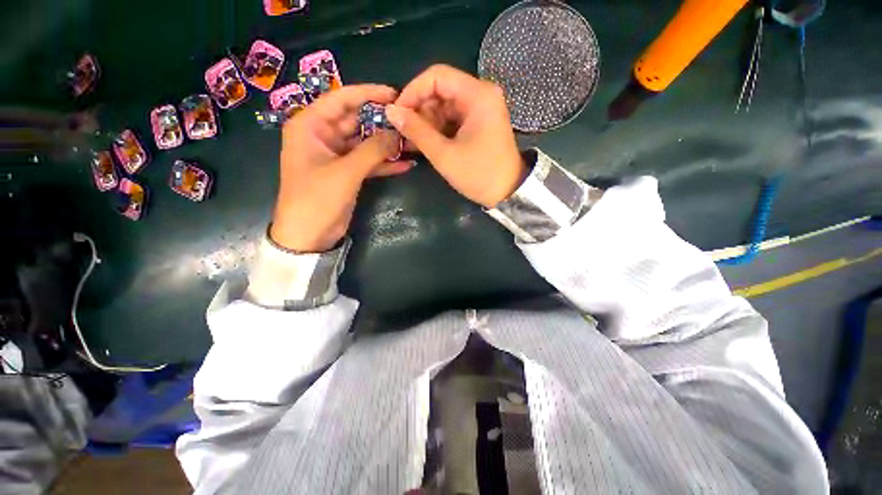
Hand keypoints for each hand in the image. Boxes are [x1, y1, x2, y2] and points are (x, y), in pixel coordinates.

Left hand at [270, 85, 411, 252]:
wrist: (309, 235)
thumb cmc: (317, 199)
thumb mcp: (345, 172)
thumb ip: (372, 151)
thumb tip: (398, 134)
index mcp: (310, 126)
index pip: (341, 99)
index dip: (368, 94)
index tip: (394, 94)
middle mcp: (322, 136)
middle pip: (356, 121)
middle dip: (381, 122)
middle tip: (408, 121)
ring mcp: (337, 156)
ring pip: (365, 143)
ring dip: (386, 144)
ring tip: (411, 142)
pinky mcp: (348, 173)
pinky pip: (368, 162)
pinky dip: (385, 164)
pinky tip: (405, 164)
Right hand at [385, 65, 526, 207]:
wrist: (508, 192)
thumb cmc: (479, 174)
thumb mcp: (444, 155)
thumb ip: (417, 131)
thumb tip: (391, 111)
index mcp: (477, 95)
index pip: (437, 76)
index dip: (413, 91)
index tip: (397, 113)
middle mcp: (481, 95)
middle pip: (441, 90)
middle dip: (419, 110)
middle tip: (404, 132)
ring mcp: (481, 109)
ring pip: (445, 106)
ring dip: (427, 122)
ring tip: (412, 142)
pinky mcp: (479, 123)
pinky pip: (453, 119)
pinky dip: (438, 129)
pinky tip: (426, 143)